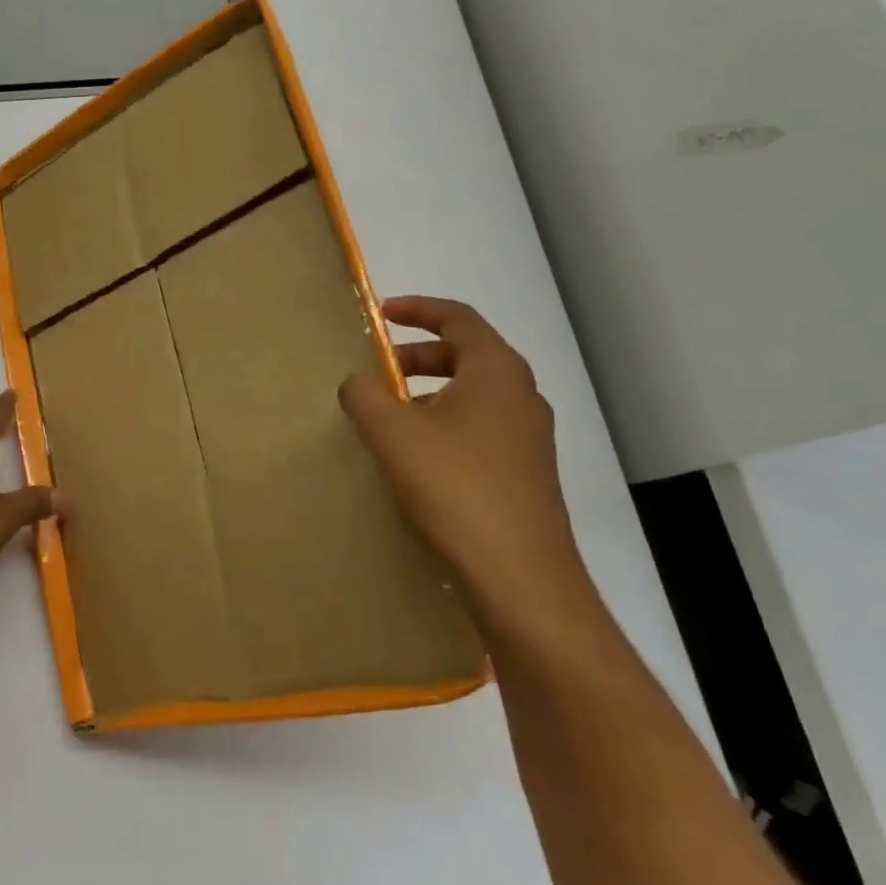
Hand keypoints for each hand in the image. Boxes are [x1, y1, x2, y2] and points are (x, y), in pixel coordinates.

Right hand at [339, 297, 585, 612]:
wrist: (519, 575)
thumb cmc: (454, 487)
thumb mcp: (392, 434)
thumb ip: (364, 396)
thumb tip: (358, 383)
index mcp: (496, 372)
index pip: (459, 319)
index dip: (418, 309)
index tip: (382, 313)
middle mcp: (521, 396)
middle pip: (466, 356)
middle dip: (417, 356)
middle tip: (376, 370)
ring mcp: (528, 438)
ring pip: (472, 396)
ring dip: (427, 394)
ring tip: (387, 417)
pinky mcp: (524, 473)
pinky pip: (478, 429)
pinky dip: (443, 425)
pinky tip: (414, 459)